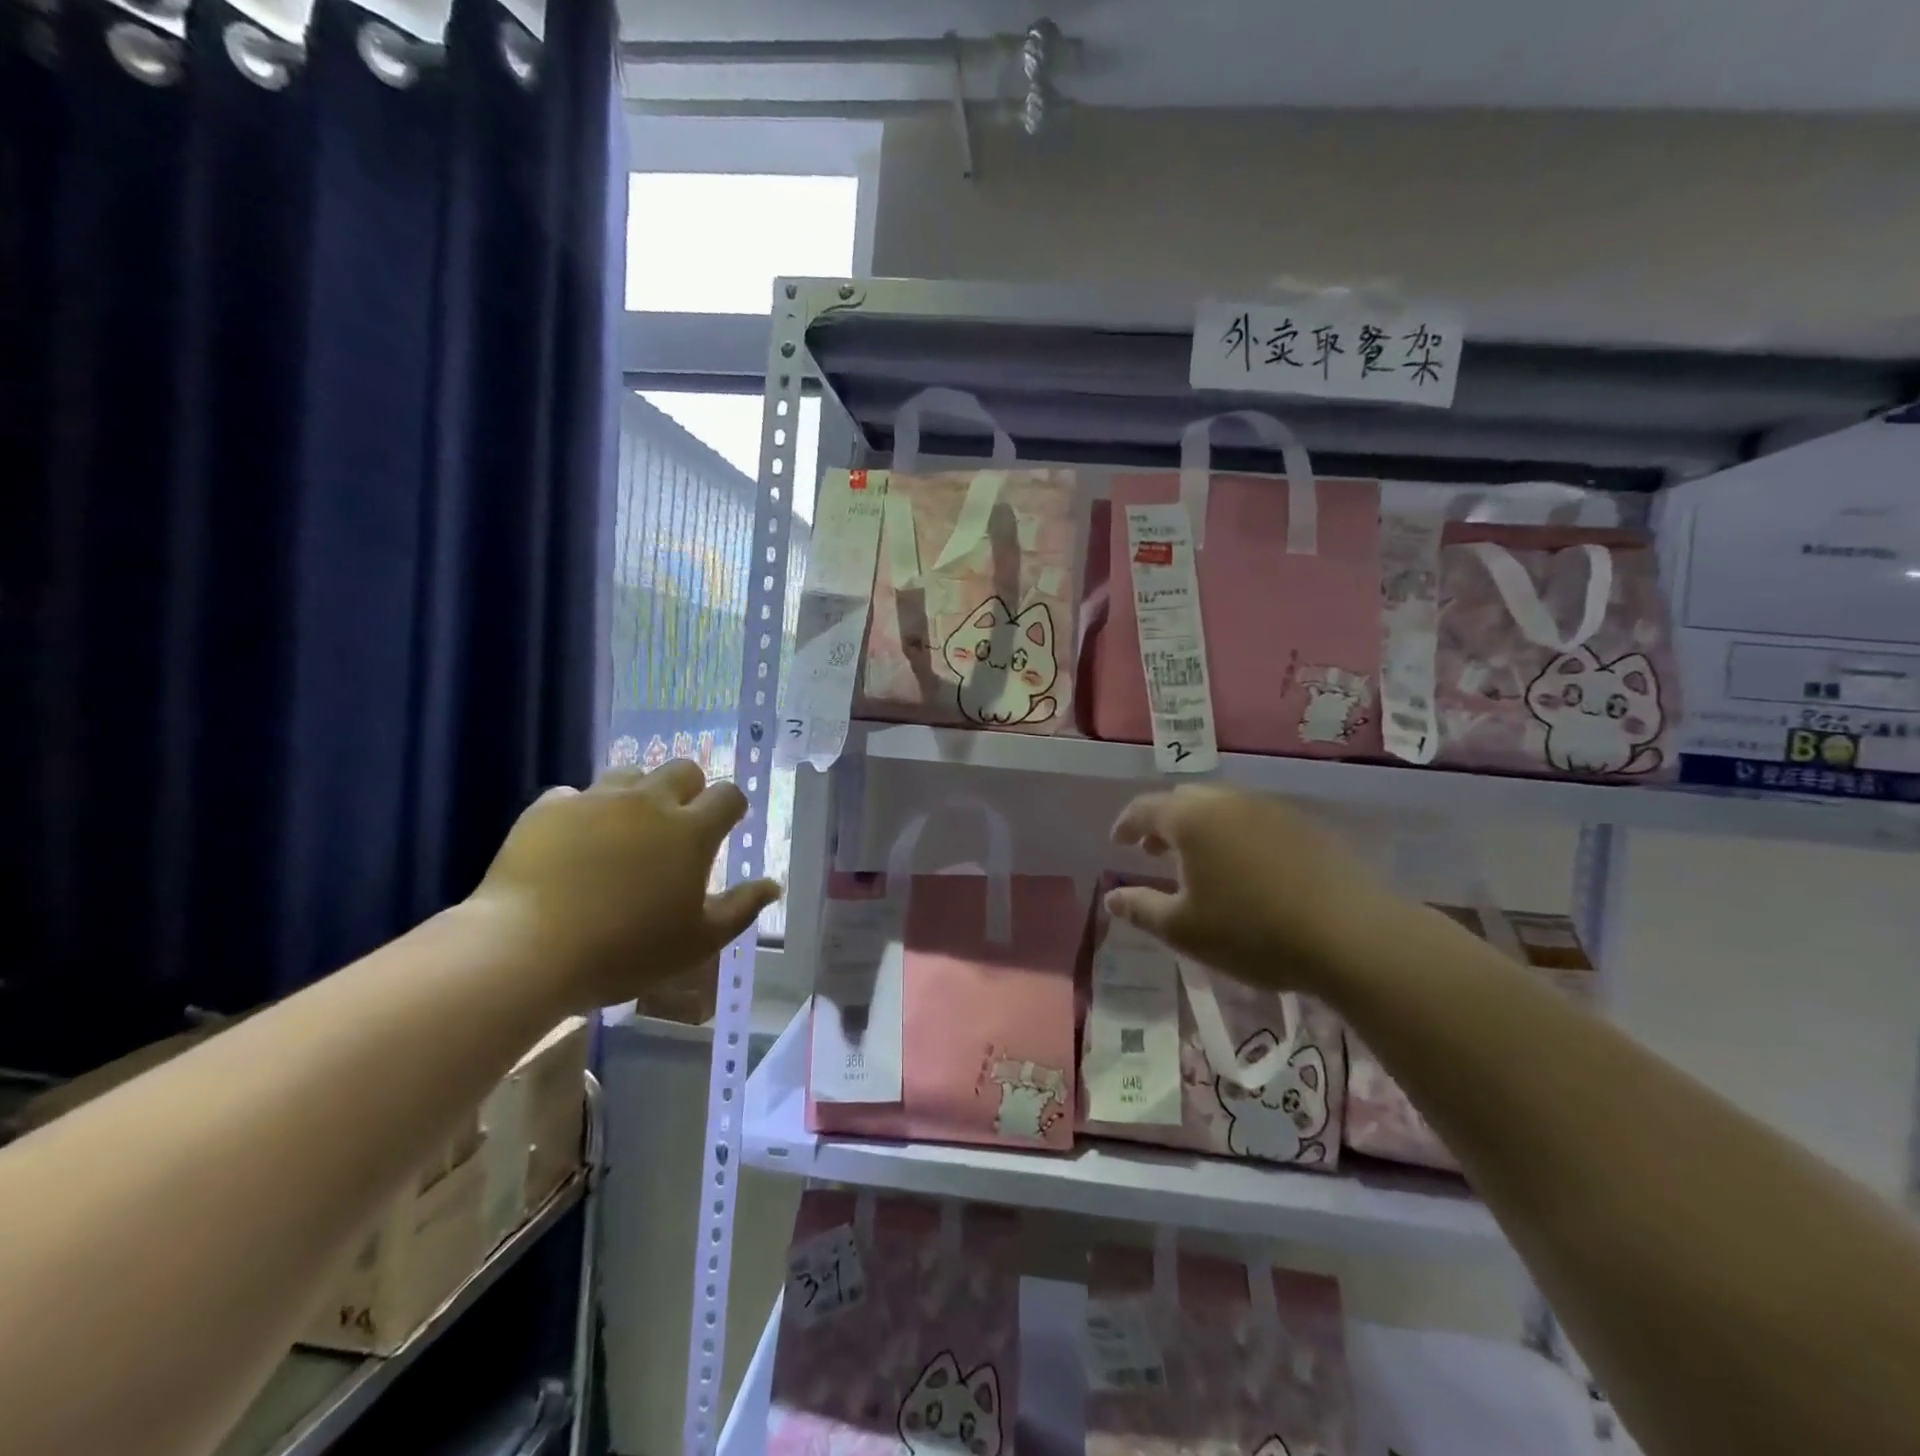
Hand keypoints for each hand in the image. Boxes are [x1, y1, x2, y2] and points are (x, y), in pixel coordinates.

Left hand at [472, 761, 780, 1012]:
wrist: (526, 951)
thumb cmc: (625, 951)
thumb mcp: (697, 942)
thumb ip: (741, 908)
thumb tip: (773, 884)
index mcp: (691, 830)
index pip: (728, 795)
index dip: (731, 807)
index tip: (725, 827)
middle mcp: (649, 802)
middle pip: (682, 769)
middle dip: (689, 789)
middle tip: (677, 825)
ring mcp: (596, 800)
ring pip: (629, 773)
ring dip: (636, 793)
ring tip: (625, 828)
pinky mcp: (549, 809)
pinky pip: (574, 795)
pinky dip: (582, 811)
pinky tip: (573, 841)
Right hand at [1106, 785, 1399, 993]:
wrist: (1352, 936)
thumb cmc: (1253, 932)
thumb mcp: (1184, 930)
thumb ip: (1141, 908)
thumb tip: (1112, 898)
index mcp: (1192, 819)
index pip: (1145, 809)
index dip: (1126, 824)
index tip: (1118, 842)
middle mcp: (1229, 801)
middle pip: (1185, 800)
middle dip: (1164, 823)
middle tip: (1155, 852)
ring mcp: (1272, 809)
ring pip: (1223, 807)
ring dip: (1202, 828)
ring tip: (1200, 863)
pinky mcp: (1306, 825)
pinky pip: (1255, 820)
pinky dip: (1236, 835)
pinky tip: (1246, 870)